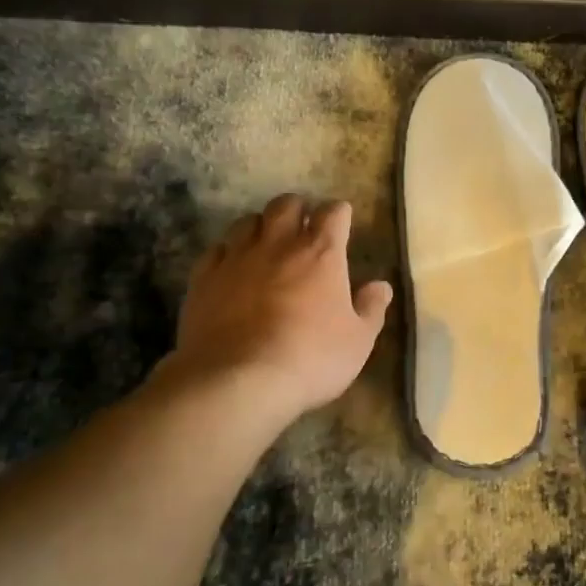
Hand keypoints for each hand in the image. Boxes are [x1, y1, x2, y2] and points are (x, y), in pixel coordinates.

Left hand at [158, 194, 392, 427]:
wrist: (237, 381)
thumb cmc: (310, 359)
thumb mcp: (358, 341)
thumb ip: (371, 309)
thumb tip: (381, 286)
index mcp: (321, 253)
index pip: (334, 212)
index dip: (339, 213)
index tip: (342, 222)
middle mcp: (278, 244)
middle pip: (286, 204)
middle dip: (298, 209)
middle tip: (303, 227)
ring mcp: (237, 258)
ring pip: (247, 222)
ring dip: (261, 227)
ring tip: (266, 245)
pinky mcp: (204, 278)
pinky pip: (216, 250)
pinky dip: (227, 254)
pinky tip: (231, 269)